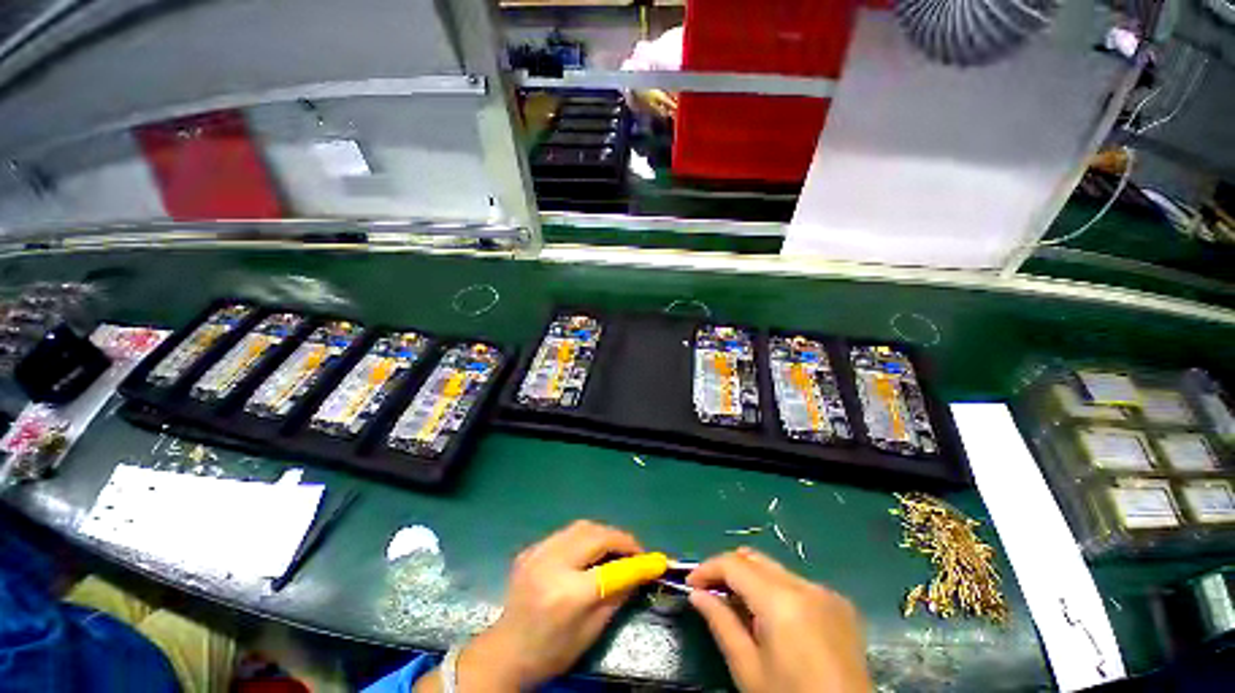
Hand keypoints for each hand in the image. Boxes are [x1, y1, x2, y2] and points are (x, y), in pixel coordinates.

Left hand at [438, 521, 643, 691]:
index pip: (611, 567)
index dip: (636, 560)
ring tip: (615, 548)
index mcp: (567, 593)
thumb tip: (639, 573)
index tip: (654, 559)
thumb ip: (617, 596)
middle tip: (634, 551)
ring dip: (603, 534)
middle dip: (620, 538)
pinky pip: (565, 533)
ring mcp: (538, 552)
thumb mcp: (591, 631)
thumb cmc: (551, 652)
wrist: (505, 653)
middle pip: (595, 534)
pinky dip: (584, 537)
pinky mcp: (530, 549)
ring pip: (581, 526)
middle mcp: (551, 564)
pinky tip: (588, 552)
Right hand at [687, 547, 871, 692]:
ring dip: (752, 581)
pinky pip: (798, 584)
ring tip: (741, 609)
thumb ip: (721, 623)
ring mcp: (827, 593)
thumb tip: (697, 594)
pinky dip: (777, 592)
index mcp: (782, 601)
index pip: (734, 564)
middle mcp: (806, 586)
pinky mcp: (841, 604)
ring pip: (775, 569)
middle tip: (711, 593)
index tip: (691, 584)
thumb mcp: (748, 669)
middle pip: (755, 559)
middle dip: (728, 571)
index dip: (707, 568)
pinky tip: (775, 620)